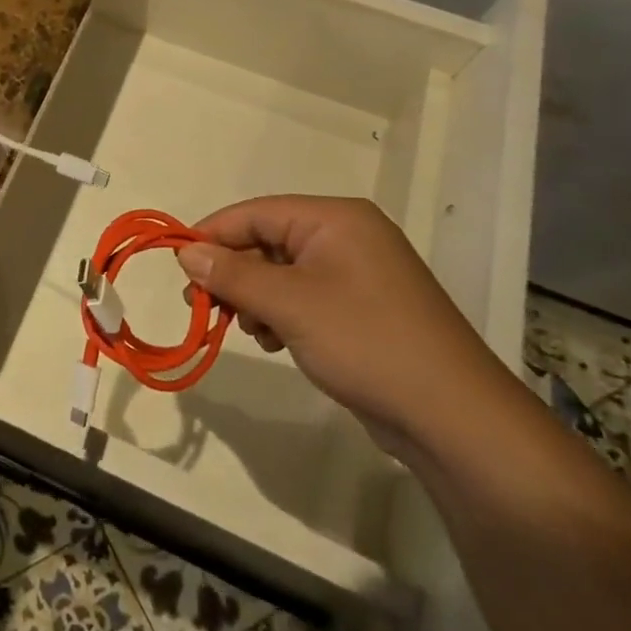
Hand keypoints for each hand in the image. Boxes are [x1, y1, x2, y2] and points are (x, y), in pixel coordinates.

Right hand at [176, 196, 516, 460]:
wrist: (452, 417)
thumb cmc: (366, 342)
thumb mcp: (289, 304)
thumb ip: (231, 274)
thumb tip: (185, 252)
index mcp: (336, 219)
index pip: (255, 213)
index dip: (212, 235)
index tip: (177, 266)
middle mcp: (347, 236)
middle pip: (266, 241)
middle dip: (233, 273)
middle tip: (203, 305)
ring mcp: (357, 274)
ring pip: (280, 273)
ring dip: (255, 298)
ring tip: (250, 330)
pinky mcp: (361, 309)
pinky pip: (303, 297)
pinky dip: (279, 315)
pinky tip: (276, 342)